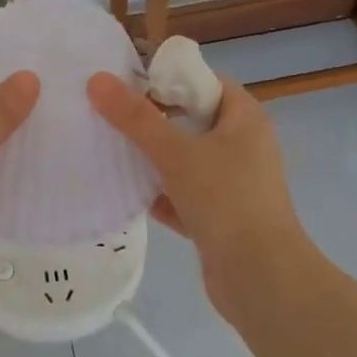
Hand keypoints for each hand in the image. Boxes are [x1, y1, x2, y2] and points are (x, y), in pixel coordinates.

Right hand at [88, 71, 305, 315]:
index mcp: (245, 120)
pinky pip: (186, 197)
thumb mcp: (175, 152)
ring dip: (155, 162)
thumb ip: (135, 118)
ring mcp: (235, 185)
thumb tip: (97, 80)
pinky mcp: (223, 219)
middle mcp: (245, 147)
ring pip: (188, 162)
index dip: (171, 80)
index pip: (207, 83)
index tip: (131, 86)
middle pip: (193, 122)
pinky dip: (163, 197)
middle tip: (114, 118)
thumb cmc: (225, 199)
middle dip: (155, 122)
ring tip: (113, 154)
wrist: (259, 277)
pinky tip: (130, 198)